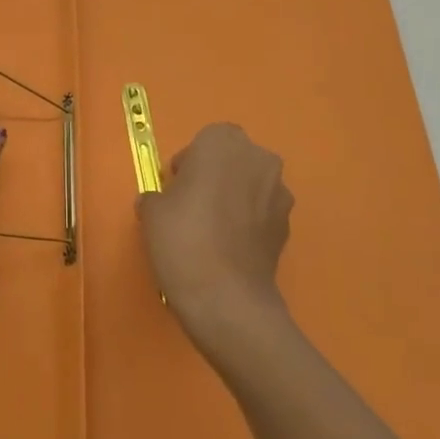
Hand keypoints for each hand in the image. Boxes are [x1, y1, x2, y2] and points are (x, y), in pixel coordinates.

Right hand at [137, 123, 293, 352]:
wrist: (227, 298)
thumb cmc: (183, 239)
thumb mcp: (151, 212)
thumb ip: (157, 196)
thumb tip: (161, 202)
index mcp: (223, 142)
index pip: (206, 140)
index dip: (190, 162)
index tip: (176, 187)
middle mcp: (258, 158)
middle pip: (234, 158)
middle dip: (216, 175)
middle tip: (193, 206)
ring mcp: (279, 192)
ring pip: (252, 185)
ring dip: (236, 198)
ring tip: (212, 232)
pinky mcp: (288, 225)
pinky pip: (263, 213)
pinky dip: (250, 223)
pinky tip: (230, 249)